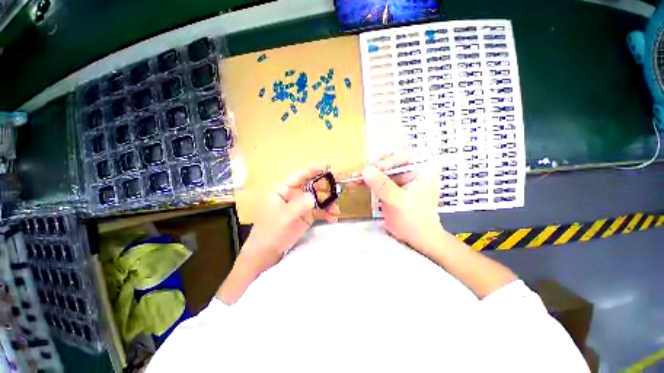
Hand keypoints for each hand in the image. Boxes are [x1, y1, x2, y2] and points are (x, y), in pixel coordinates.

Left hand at [238, 165, 340, 275]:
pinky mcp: (306, 216)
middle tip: (337, 190)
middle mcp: (294, 194)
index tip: (327, 166)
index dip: (313, 169)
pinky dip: (326, 212)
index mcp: (283, 190)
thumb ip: (299, 205)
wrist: (267, 253)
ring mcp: (301, 205)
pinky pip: (319, 210)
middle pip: (311, 185)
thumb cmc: (270, 232)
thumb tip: (313, 196)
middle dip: (325, 187)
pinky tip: (332, 217)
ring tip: (336, 209)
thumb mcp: (284, 217)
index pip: (299, 175)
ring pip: (317, 198)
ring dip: (328, 202)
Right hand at [360, 153, 444, 252]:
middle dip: (372, 169)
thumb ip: (382, 185)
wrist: (417, 238)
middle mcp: (412, 170)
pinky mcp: (394, 187)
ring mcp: (402, 178)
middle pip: (389, 163)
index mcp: (420, 170)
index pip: (399, 158)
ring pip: (382, 171)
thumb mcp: (398, 201)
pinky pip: (380, 180)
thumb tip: (365, 170)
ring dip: (368, 175)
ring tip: (354, 178)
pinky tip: (358, 182)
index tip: (366, 170)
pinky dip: (369, 182)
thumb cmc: (414, 219)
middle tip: (357, 174)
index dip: (382, 163)